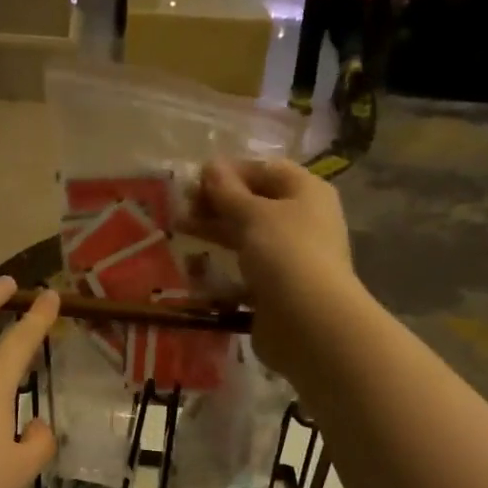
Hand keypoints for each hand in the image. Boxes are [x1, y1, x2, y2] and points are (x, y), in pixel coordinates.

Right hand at [179, 158, 354, 372]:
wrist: (308, 322)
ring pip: (247, 238)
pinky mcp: (275, 289)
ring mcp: (289, 258)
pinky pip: (244, 271)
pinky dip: (221, 268)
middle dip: (217, 203)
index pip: (266, 170)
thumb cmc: (285, 253)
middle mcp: (302, 221)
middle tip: (180, 207)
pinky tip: (194, 268)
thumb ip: (228, 191)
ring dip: (214, 232)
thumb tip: (211, 165)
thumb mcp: (253, 214)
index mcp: (306, 192)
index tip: (195, 180)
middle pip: (254, 204)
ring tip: (179, 229)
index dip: (231, 172)